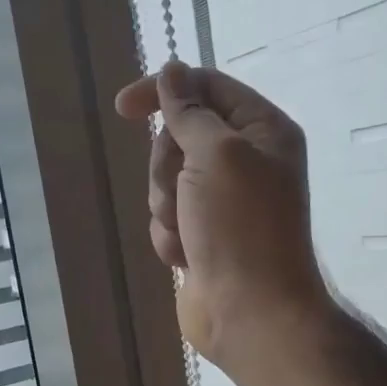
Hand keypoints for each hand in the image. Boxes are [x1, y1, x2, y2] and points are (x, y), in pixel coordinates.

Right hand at [114, 61, 329, 375]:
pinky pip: (166, 219)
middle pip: (179, 137)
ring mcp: (222, 202)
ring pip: (166, 181)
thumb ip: (190, 111)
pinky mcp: (203, 236)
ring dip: (168, 207)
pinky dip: (170, 238)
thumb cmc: (241, 229)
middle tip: (183, 192)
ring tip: (189, 233)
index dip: (165, 91)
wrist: (251, 314)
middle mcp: (245, 161)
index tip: (123, 108)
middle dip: (168, 167)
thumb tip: (172, 71)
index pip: (207, 88)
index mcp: (262, 131)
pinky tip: (188, 258)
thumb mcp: (217, 154)